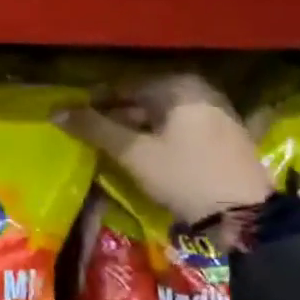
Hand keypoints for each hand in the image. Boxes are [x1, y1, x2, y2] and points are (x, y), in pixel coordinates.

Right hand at [55, 74, 271, 225]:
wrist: (243, 213)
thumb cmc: (183, 175)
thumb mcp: (133, 153)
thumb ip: (95, 128)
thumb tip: (56, 111)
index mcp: (178, 86)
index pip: (124, 87)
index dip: (95, 103)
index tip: (74, 119)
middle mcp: (201, 90)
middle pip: (146, 100)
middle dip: (118, 116)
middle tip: (92, 136)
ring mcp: (218, 112)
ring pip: (164, 116)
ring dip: (139, 128)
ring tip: (116, 147)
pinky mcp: (228, 135)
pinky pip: (183, 128)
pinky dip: (162, 137)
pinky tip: (150, 154)